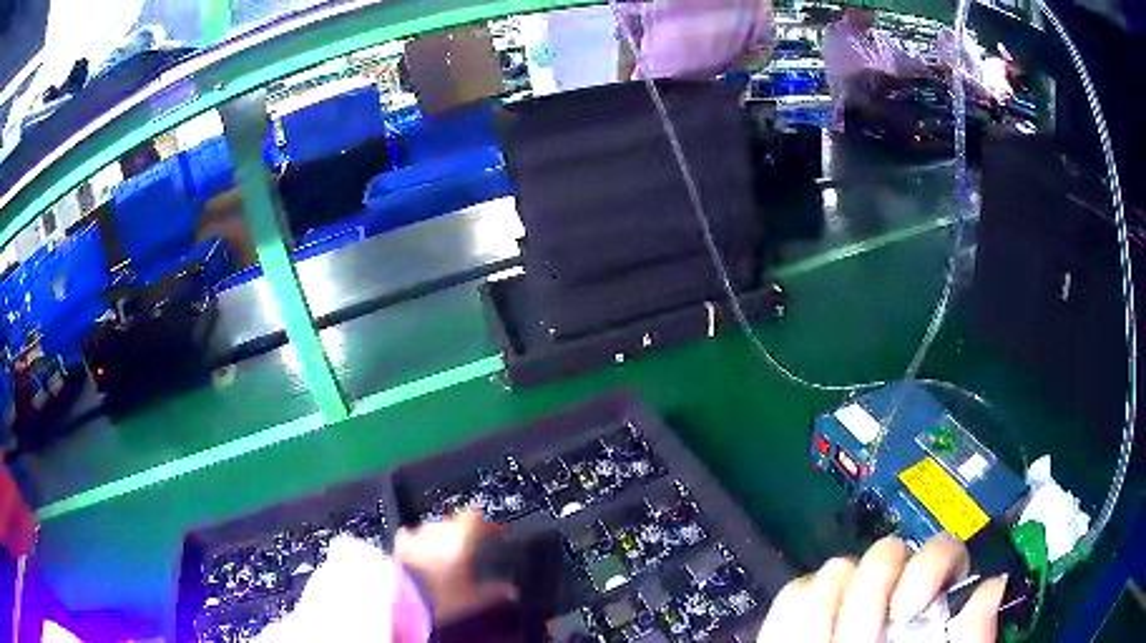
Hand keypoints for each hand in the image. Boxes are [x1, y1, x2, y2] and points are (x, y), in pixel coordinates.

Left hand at [393, 509, 517, 623]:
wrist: (402, 599)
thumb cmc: (444, 596)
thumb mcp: (475, 598)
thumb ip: (495, 591)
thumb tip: (512, 591)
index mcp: (462, 536)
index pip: (477, 515)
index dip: (488, 523)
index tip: (497, 534)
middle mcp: (440, 528)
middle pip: (456, 521)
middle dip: (466, 532)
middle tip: (474, 549)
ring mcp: (417, 533)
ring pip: (436, 528)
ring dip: (443, 537)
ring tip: (448, 555)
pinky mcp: (400, 542)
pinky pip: (413, 535)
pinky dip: (420, 541)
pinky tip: (422, 552)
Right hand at [757, 534, 1006, 642]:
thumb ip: (973, 634)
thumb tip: (993, 585)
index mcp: (933, 602)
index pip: (941, 549)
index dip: (928, 566)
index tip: (909, 607)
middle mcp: (893, 592)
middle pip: (884, 551)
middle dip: (871, 594)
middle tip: (863, 640)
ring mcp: (848, 600)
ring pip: (837, 567)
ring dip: (832, 610)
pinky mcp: (803, 614)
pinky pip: (793, 594)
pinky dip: (795, 616)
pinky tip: (806, 640)